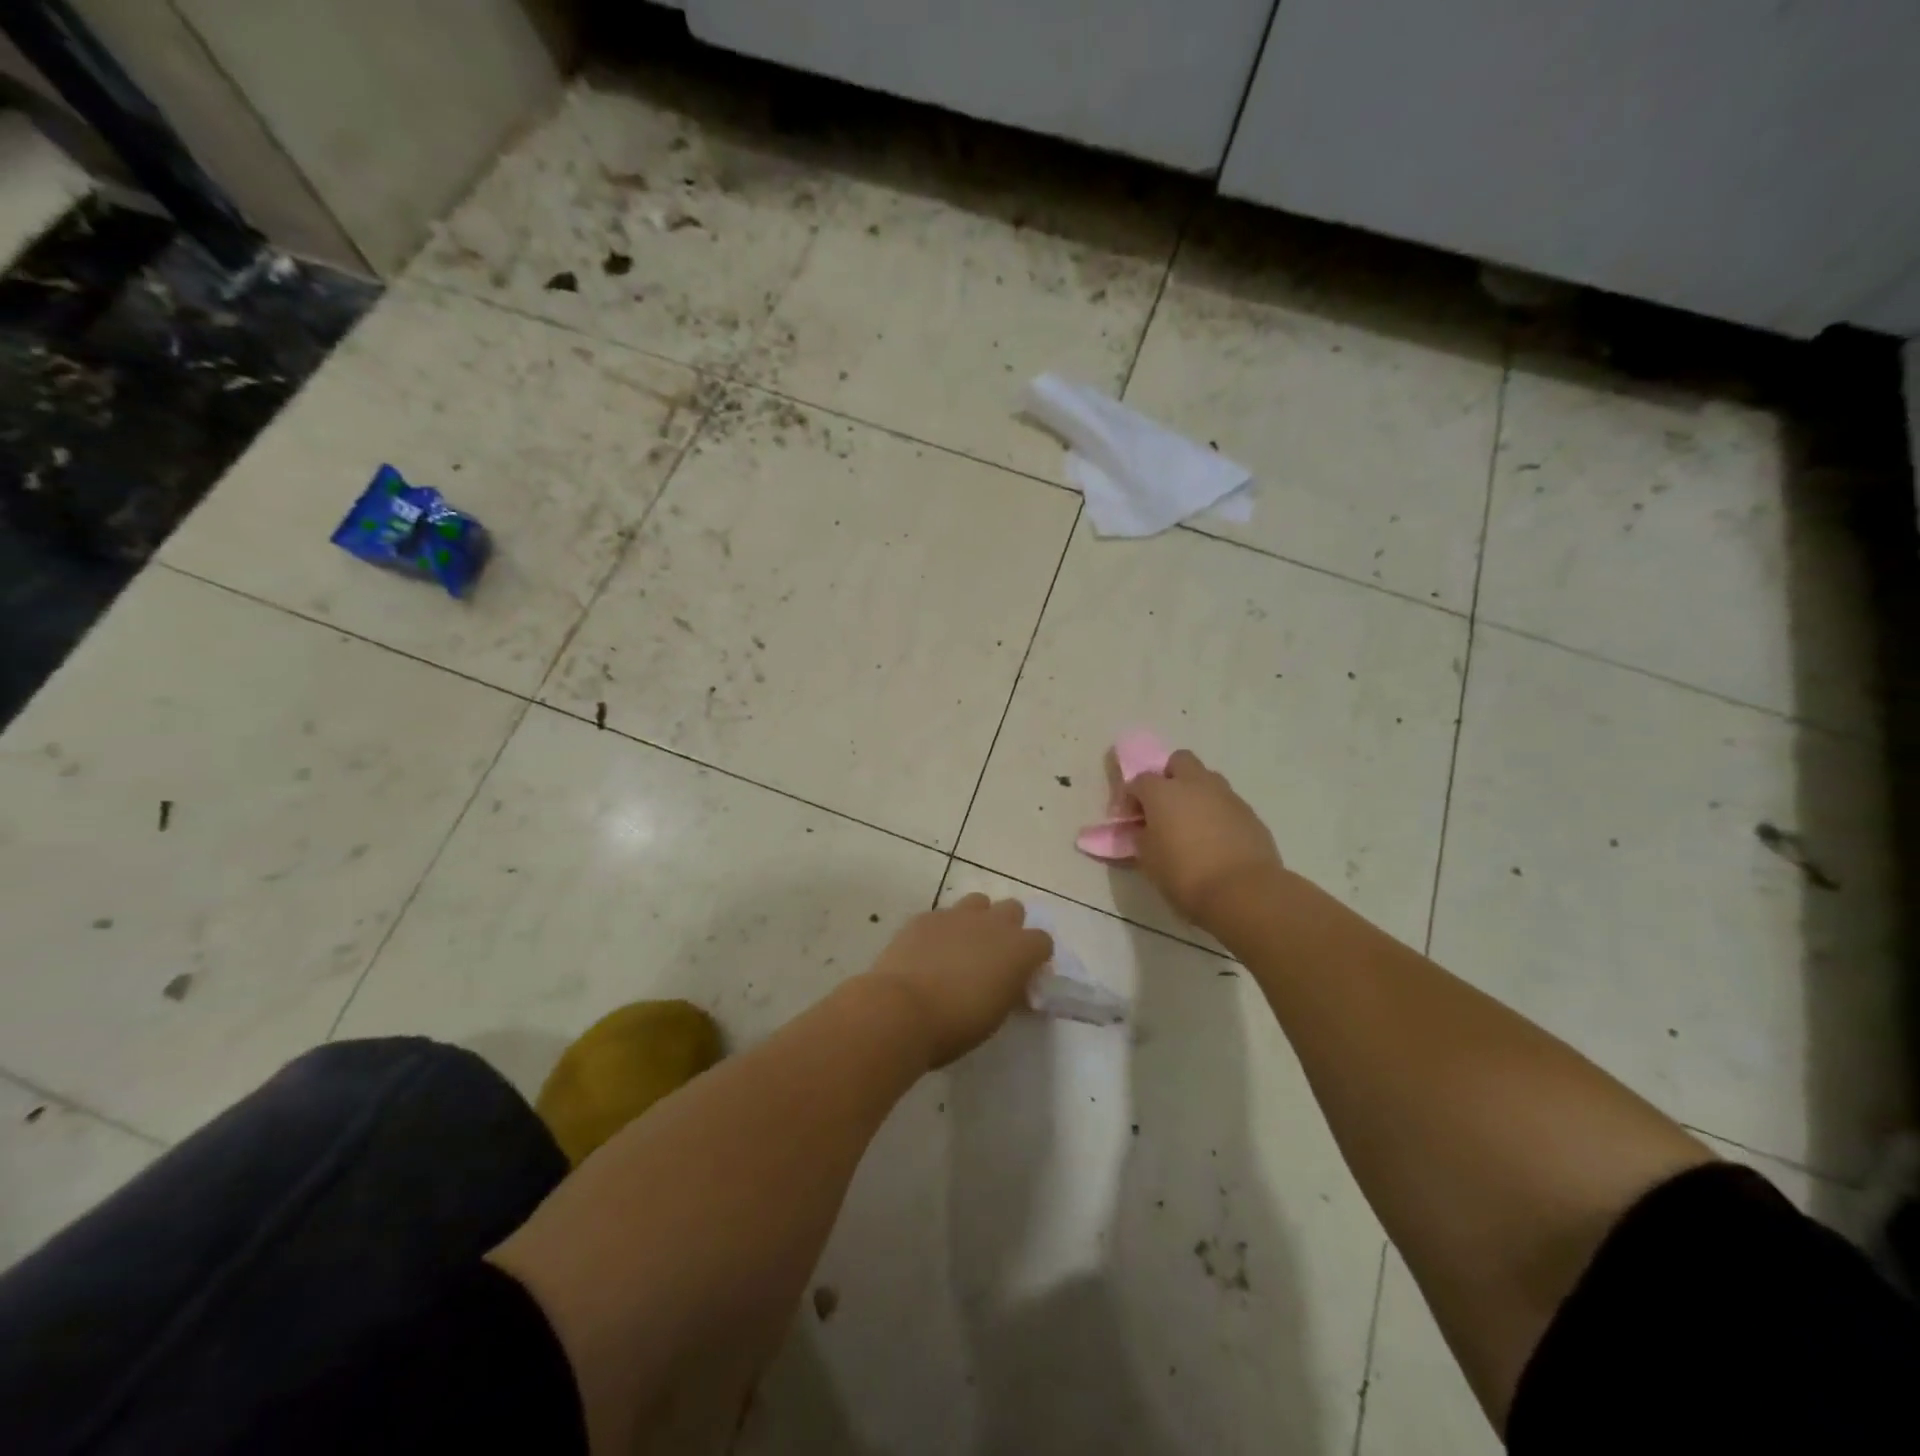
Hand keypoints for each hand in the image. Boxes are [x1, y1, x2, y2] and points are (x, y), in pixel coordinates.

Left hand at [865, 895, 1052, 1067]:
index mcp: (1019, 950)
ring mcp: (958, 915)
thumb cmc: (956, 1025)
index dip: (1034, 957)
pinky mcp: (926, 916)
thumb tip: (1009, 982)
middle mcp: (993, 923)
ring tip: (962, 946)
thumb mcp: (996, 1014)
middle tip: (994, 955)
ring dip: (977, 919)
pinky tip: (929, 951)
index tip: (1023, 975)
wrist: (902, 1009)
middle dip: (1008, 927)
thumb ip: (1008, 989)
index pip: (1043, 941)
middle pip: (1013, 910)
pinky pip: (943, 915)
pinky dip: (942, 929)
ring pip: (978, 902)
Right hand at [1129, 749, 1283, 929]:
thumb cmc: (1185, 874)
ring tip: (1190, 822)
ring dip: (1195, 792)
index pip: (1139, 780)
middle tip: (1163, 805)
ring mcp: (1226, 795)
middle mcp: (1194, 784)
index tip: (1131, 818)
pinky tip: (1214, 838)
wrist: (1243, 891)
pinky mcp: (1249, 812)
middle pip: (1179, 761)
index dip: (1131, 797)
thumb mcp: (1148, 859)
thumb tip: (1144, 828)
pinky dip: (1216, 811)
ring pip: (1206, 779)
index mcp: (1163, 792)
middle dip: (1168, 776)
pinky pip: (1226, 802)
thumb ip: (1142, 836)